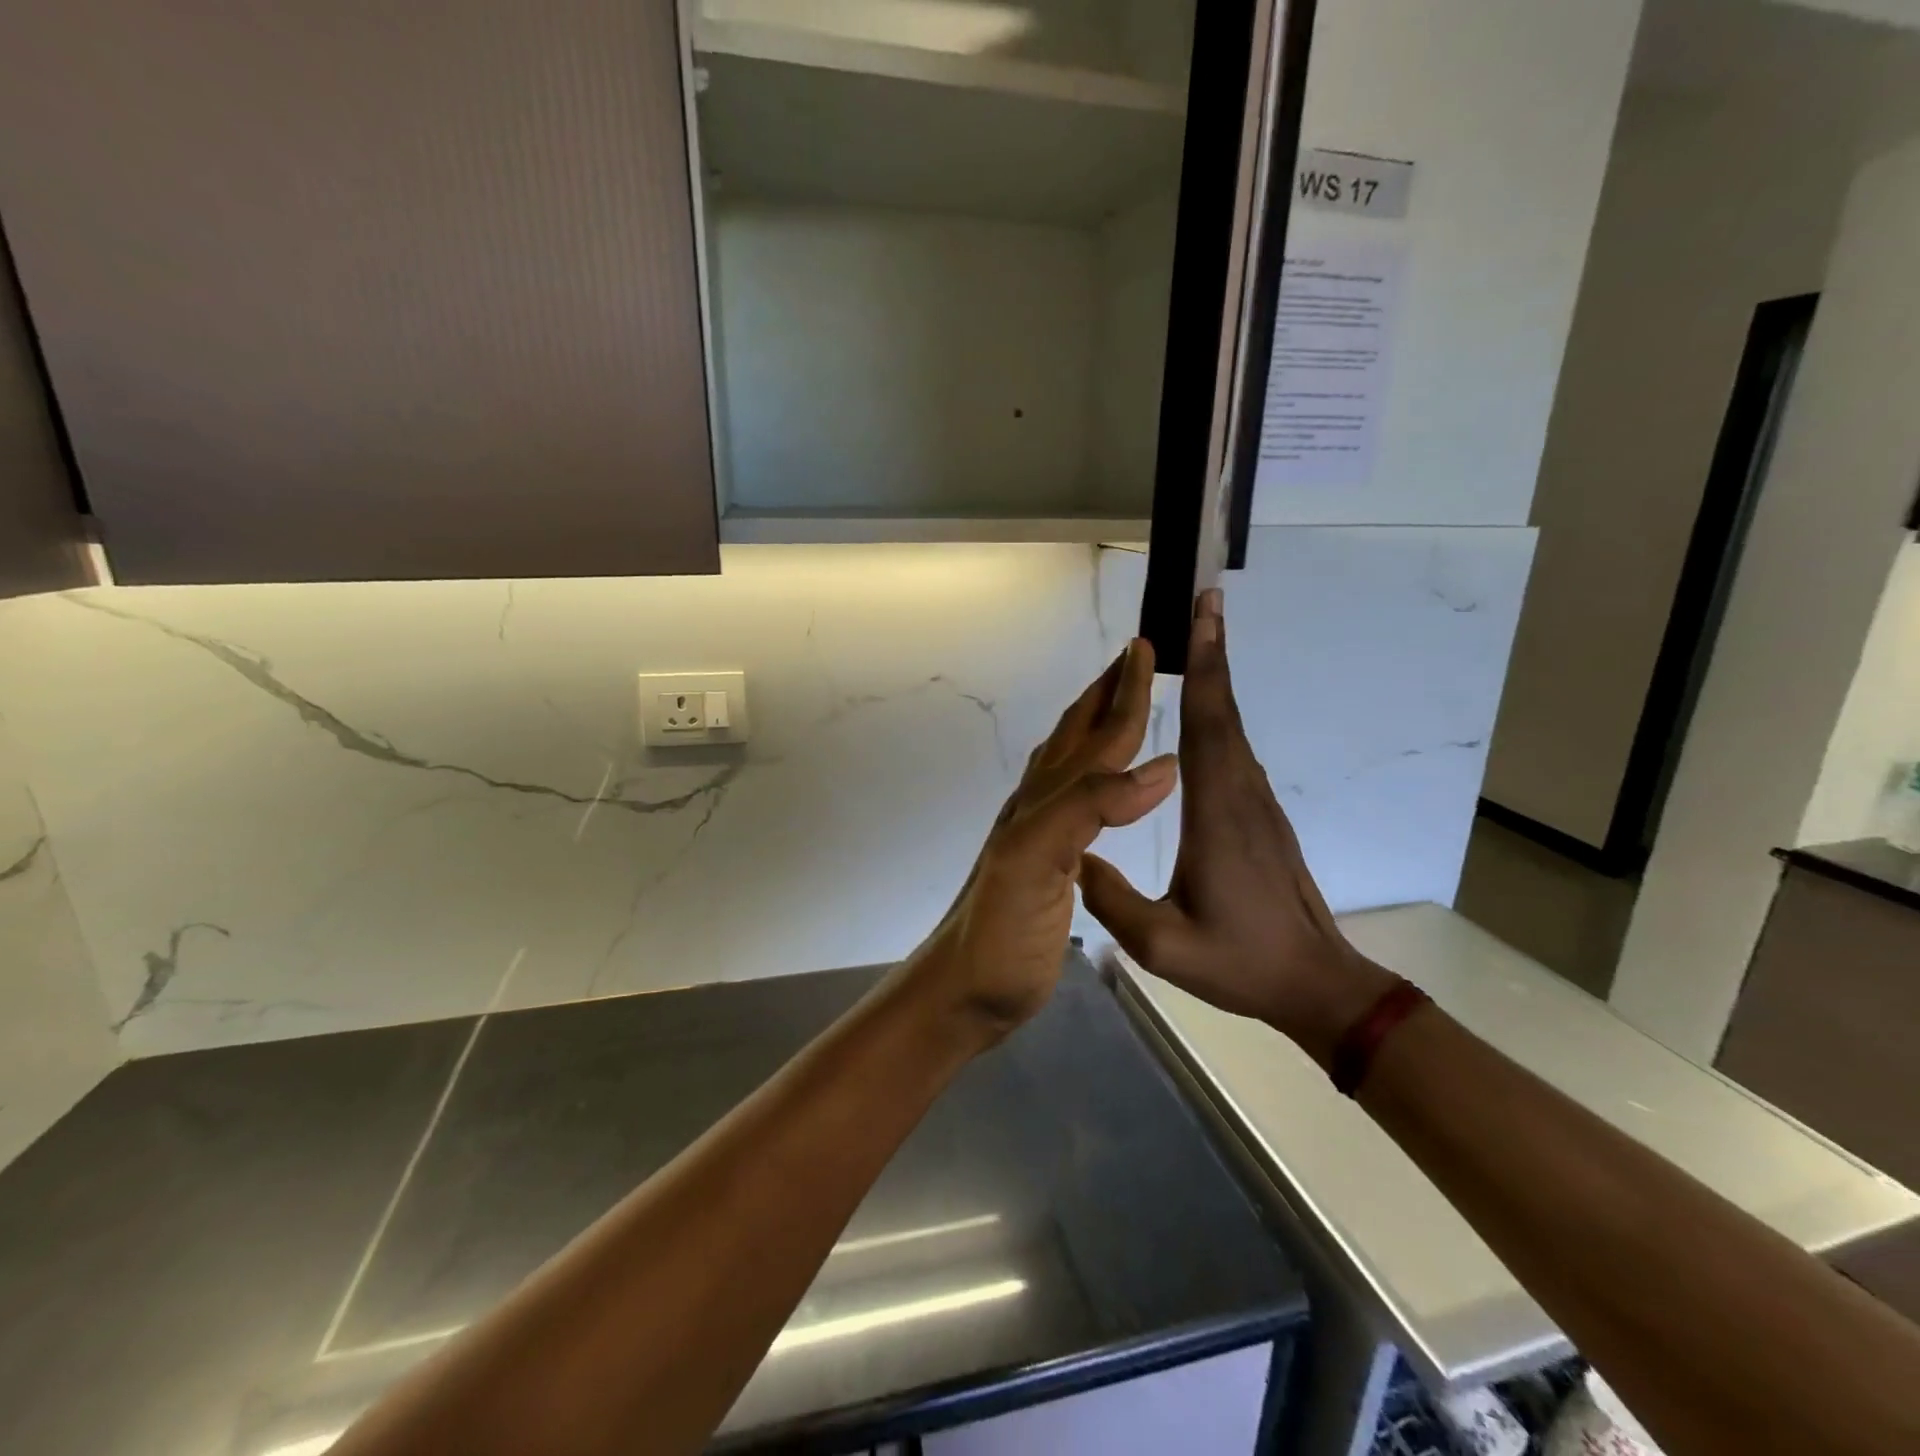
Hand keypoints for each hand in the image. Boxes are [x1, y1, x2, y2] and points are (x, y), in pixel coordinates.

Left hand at [903, 639, 1176, 1046]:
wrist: (964, 987)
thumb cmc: (1003, 932)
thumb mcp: (1037, 862)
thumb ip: (1089, 808)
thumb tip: (1161, 766)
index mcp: (1046, 802)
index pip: (1097, 737)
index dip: (1123, 695)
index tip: (1145, 649)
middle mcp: (1040, 806)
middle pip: (1077, 736)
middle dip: (1107, 694)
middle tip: (1135, 658)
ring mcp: (1039, 832)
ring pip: (1071, 762)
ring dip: (1097, 726)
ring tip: (1119, 705)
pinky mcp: (1044, 862)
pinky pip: (1074, 799)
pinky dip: (1094, 774)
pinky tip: (1097, 784)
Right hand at [1078, 591, 1395, 1067]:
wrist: (1318, 985)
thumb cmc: (1241, 963)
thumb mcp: (1163, 945)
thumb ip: (1111, 902)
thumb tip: (1074, 858)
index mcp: (1217, 816)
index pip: (1209, 727)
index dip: (1206, 668)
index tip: (1202, 614)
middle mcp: (1241, 796)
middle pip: (1226, 713)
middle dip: (1213, 653)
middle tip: (1203, 601)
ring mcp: (1257, 806)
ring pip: (1234, 729)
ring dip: (1218, 680)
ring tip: (1199, 640)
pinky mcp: (1262, 818)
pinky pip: (1236, 752)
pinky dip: (1220, 715)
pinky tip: (1205, 712)